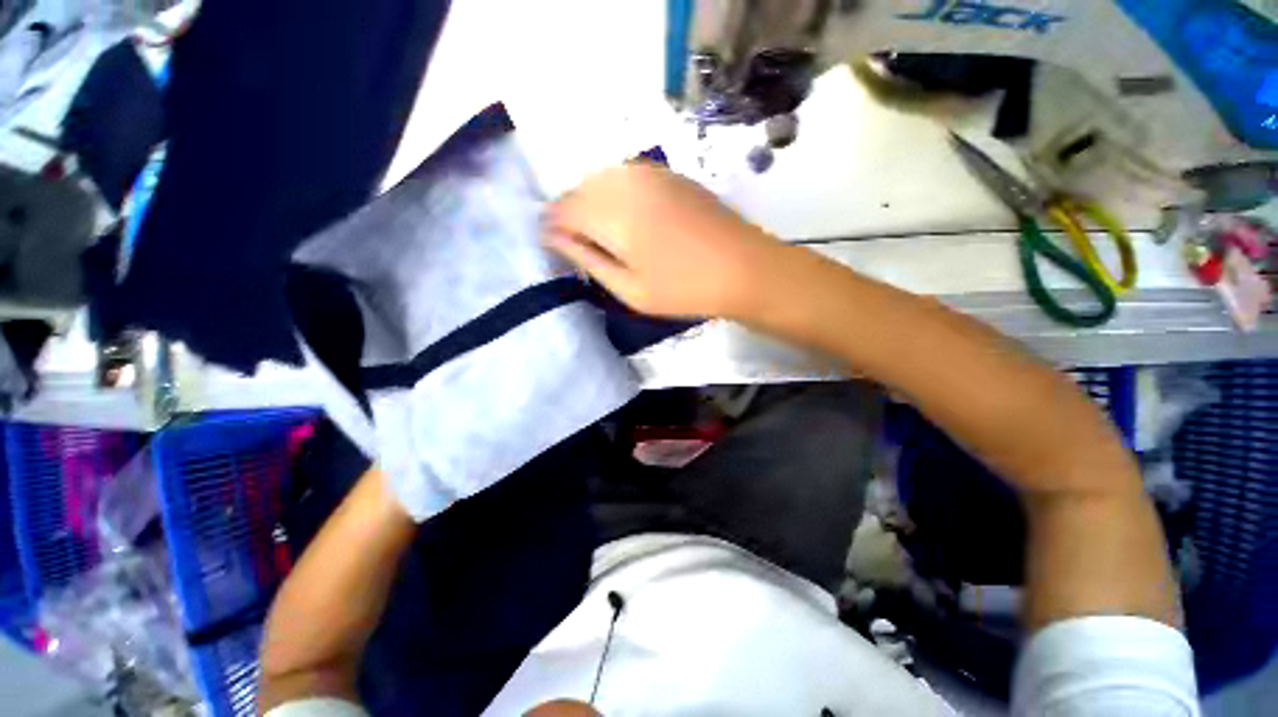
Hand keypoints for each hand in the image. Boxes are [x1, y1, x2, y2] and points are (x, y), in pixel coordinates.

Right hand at [545, 163, 782, 319]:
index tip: (557, 248)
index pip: (563, 209)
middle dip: (572, 214)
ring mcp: (651, 172)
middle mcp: (626, 181)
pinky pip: (627, 176)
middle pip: (580, 189)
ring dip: (594, 203)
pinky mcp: (670, 174)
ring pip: (602, 179)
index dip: (554, 228)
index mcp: (612, 212)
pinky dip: (617, 194)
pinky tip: (629, 218)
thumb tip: (554, 238)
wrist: (743, 268)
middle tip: (581, 246)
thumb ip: (587, 259)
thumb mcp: (629, 289)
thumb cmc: (683, 289)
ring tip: (605, 236)